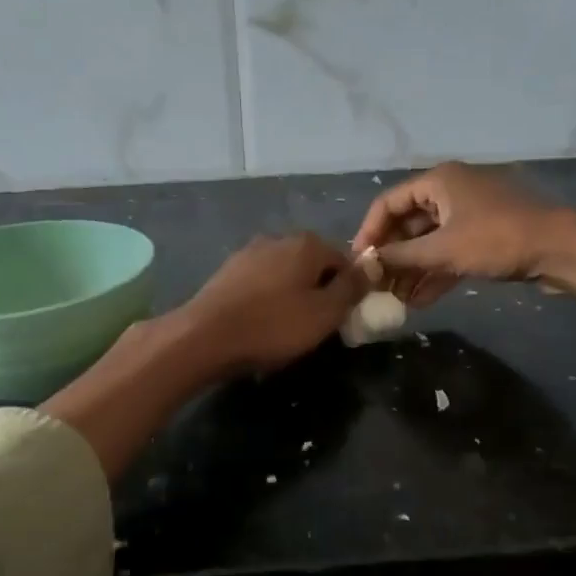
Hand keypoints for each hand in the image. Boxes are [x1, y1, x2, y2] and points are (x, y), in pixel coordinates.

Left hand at [173, 232, 370, 375]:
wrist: (204, 337)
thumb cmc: (273, 326)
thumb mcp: (324, 313)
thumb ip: (351, 288)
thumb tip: (371, 267)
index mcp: (307, 243)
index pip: (344, 260)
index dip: (349, 290)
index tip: (343, 318)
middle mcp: (277, 239)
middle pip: (313, 265)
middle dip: (319, 292)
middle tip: (316, 326)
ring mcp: (248, 253)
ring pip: (285, 275)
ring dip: (292, 297)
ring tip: (287, 329)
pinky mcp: (227, 273)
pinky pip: (261, 284)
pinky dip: (267, 301)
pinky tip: (261, 325)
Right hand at [352, 162, 575, 305]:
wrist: (561, 249)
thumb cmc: (497, 240)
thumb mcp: (443, 250)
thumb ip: (400, 257)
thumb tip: (365, 265)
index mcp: (439, 181)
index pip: (389, 203)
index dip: (369, 232)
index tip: (359, 262)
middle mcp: (451, 192)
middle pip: (408, 224)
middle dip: (391, 256)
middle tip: (375, 285)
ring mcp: (469, 214)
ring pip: (429, 242)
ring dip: (411, 270)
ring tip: (394, 299)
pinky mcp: (484, 237)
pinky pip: (449, 253)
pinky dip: (434, 273)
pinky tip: (419, 301)